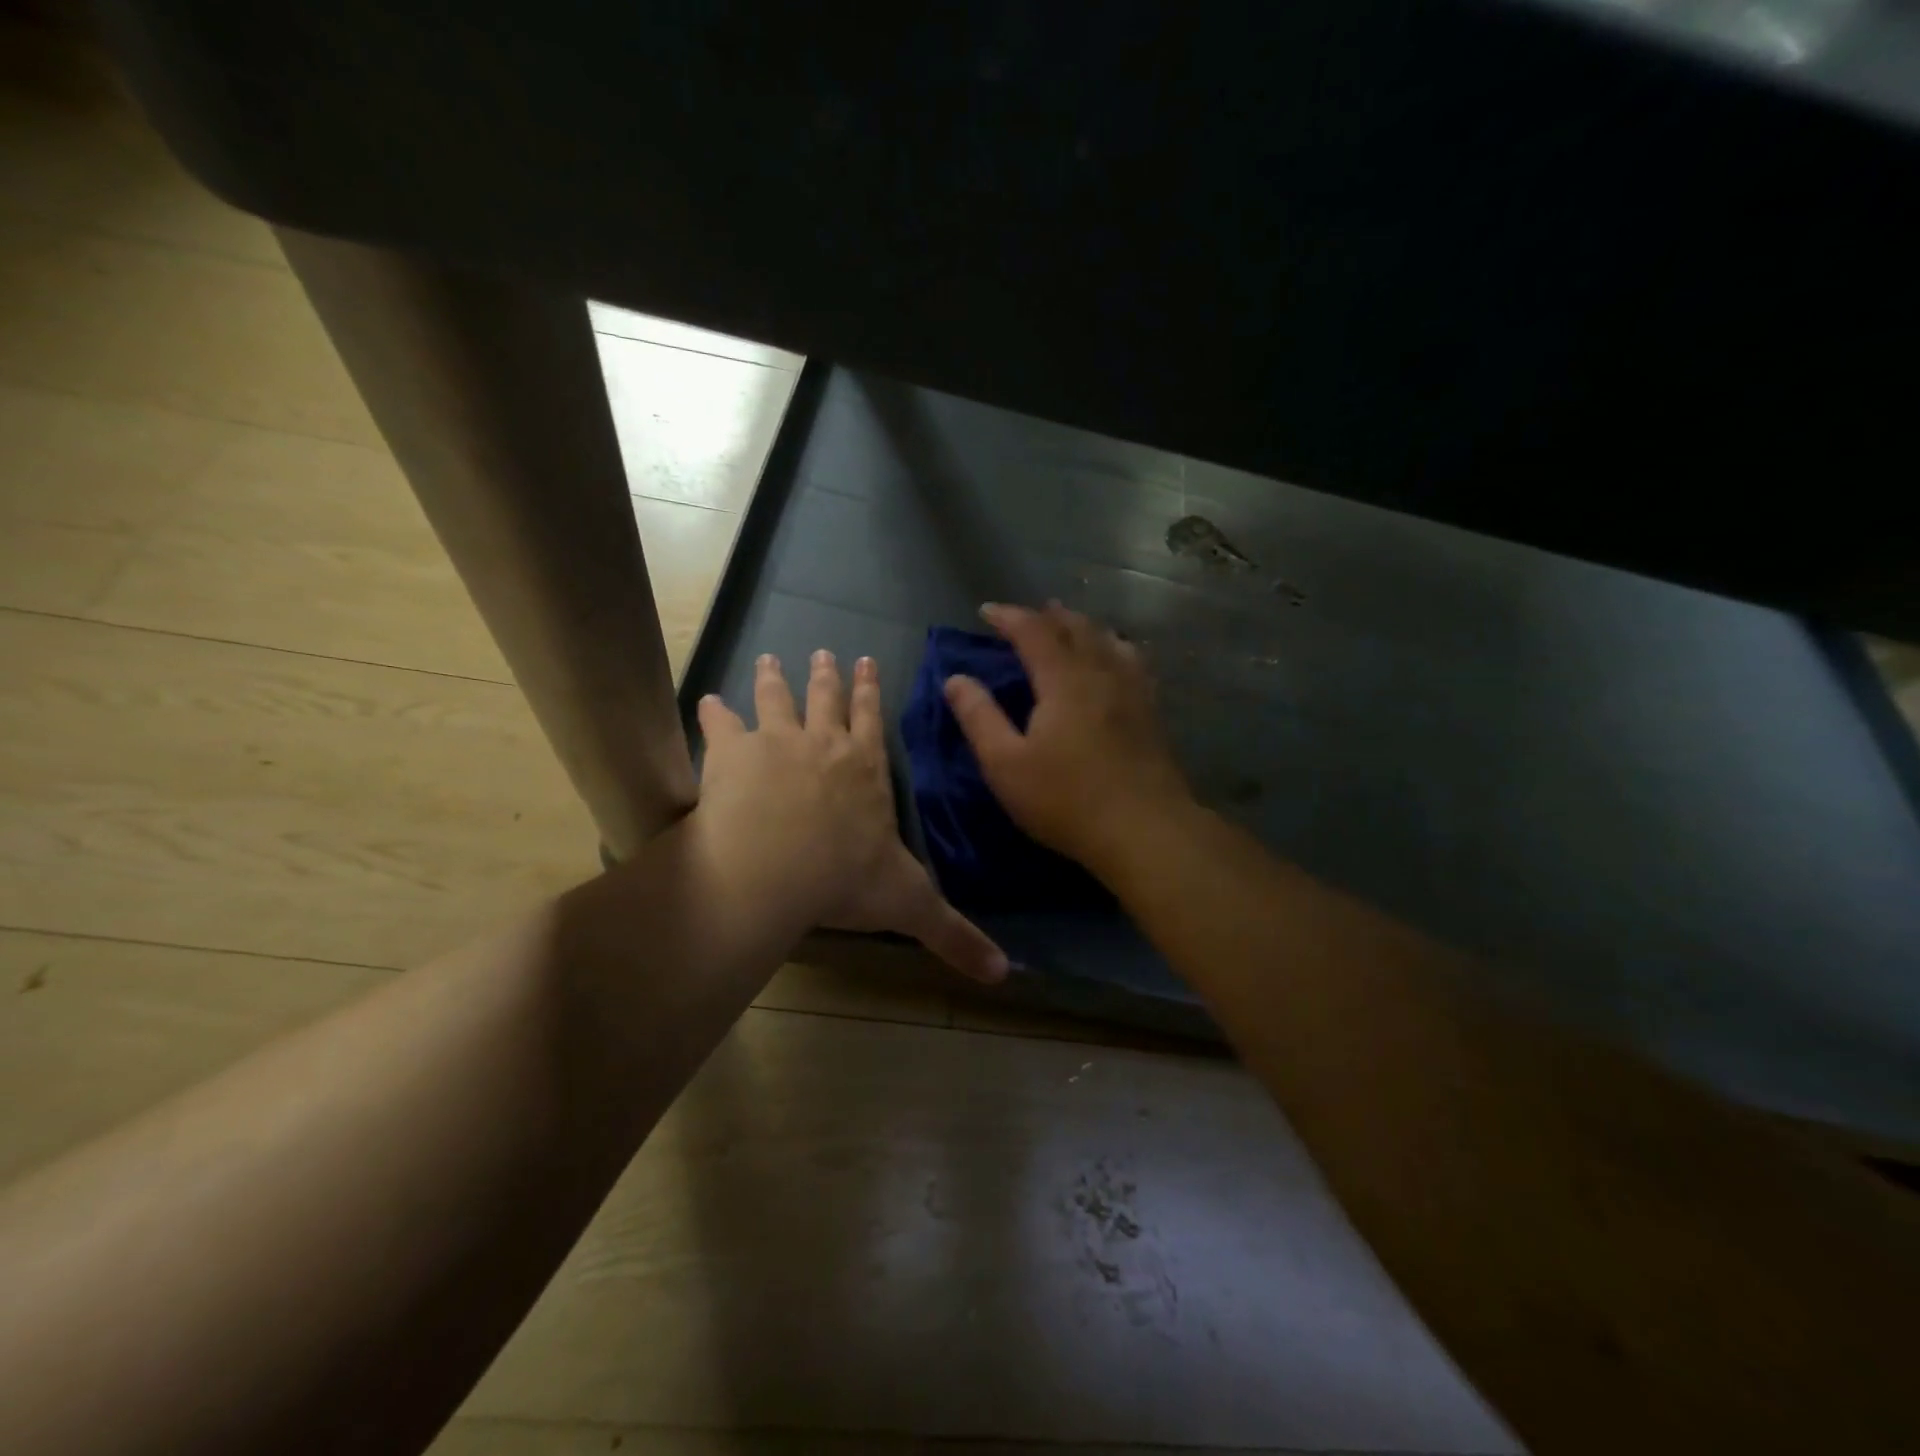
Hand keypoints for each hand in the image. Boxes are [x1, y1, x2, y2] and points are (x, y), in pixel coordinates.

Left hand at [695, 651, 1007, 982]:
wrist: (776, 869)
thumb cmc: (846, 881)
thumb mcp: (910, 905)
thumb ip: (954, 935)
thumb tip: (1005, 973)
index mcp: (866, 770)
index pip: (873, 721)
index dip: (870, 692)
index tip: (865, 661)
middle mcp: (826, 745)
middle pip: (827, 700)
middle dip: (827, 677)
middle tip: (824, 651)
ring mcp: (778, 742)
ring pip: (778, 700)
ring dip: (774, 679)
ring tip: (770, 659)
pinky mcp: (733, 754)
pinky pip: (722, 725)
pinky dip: (715, 713)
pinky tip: (708, 701)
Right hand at [944, 602, 1191, 870]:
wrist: (1145, 830)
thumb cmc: (1067, 800)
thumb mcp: (1006, 765)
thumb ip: (979, 718)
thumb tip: (955, 679)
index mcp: (1063, 680)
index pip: (1033, 632)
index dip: (1009, 617)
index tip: (986, 611)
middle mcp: (1101, 673)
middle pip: (1076, 628)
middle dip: (1048, 616)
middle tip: (1028, 615)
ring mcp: (1133, 691)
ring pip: (1108, 640)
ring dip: (1083, 626)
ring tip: (1069, 626)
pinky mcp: (1152, 712)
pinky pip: (1132, 661)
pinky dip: (1114, 647)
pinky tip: (1116, 658)